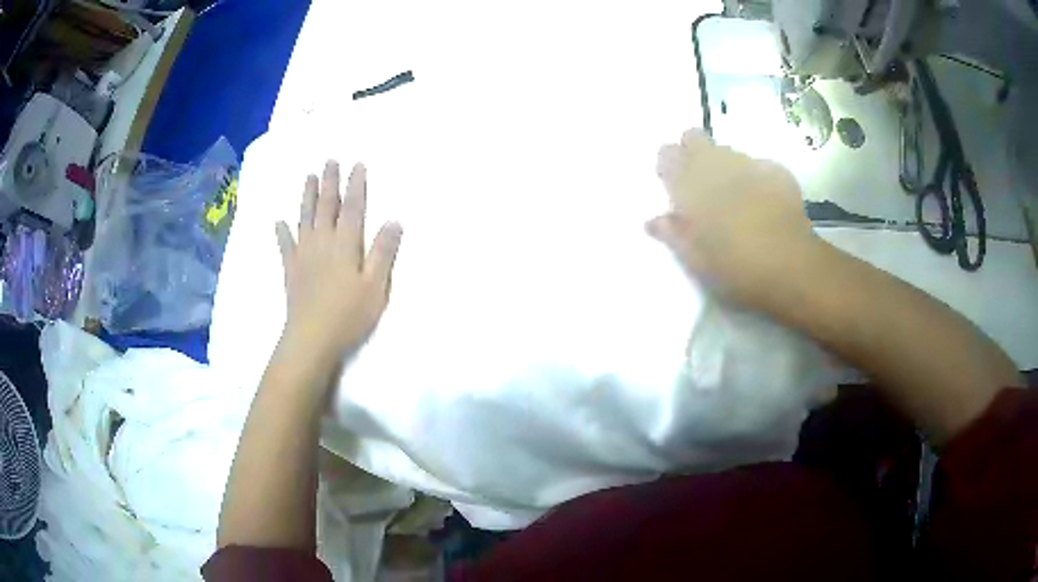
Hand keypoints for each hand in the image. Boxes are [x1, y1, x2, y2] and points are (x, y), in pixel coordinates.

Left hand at [275, 161, 401, 361]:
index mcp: (346, 245)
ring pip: (306, 219)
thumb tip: (394, 221)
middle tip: (330, 161)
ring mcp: (304, 255)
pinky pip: (285, 246)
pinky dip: (282, 233)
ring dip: (307, 197)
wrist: (312, 339)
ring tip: (309, 177)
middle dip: (330, 183)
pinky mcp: (291, 271)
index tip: (357, 164)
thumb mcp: (376, 287)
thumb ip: (383, 253)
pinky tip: (279, 222)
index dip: (356, 186)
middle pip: (327, 207)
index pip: (353, 208)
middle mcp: (323, 243)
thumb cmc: (349, 315)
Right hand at [647, 129, 818, 310]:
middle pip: (694, 137)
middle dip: (693, 152)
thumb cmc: (735, 267)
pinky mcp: (777, 171)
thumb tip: (654, 220)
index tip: (674, 187)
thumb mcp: (695, 260)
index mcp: (690, 183)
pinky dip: (756, 178)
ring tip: (738, 199)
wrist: (790, 266)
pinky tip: (765, 204)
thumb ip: (673, 234)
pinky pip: (758, 166)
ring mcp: (749, 163)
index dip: (669, 166)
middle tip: (702, 185)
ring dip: (726, 167)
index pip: (667, 153)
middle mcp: (716, 163)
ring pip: (728, 151)